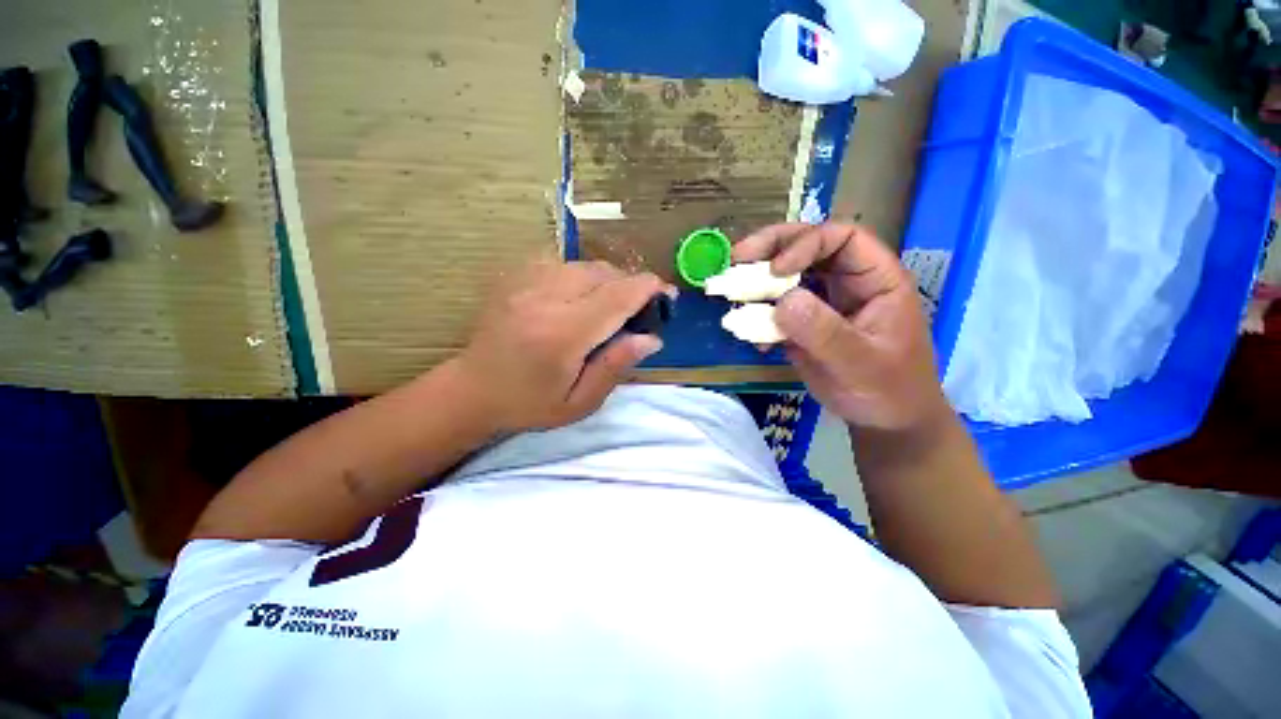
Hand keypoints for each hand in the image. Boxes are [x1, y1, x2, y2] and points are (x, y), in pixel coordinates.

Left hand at [457, 259, 669, 432]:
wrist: (473, 390)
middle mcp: (544, 299)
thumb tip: (652, 338)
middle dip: (630, 285)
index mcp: (562, 334)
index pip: (616, 297)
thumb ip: (616, 367)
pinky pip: (563, 264)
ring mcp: (526, 283)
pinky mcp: (516, 278)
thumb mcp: (580, 403)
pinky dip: (583, 277)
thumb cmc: (529, 405)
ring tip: (611, 306)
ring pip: (584, 265)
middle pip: (603, 273)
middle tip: (639, 309)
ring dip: (608, 280)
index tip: (667, 295)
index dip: (648, 289)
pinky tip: (582, 298)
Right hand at [733, 223, 948, 431]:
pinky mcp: (802, 323)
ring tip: (731, 289)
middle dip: (771, 248)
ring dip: (757, 280)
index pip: (842, 238)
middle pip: (807, 246)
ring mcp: (821, 302)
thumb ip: (824, 332)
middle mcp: (846, 282)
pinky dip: (757, 316)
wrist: (883, 419)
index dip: (806, 243)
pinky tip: (751, 336)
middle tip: (737, 258)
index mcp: (875, 278)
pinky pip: (775, 308)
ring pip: (786, 276)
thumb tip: (782, 301)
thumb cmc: (888, 390)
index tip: (775, 270)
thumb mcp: (860, 363)